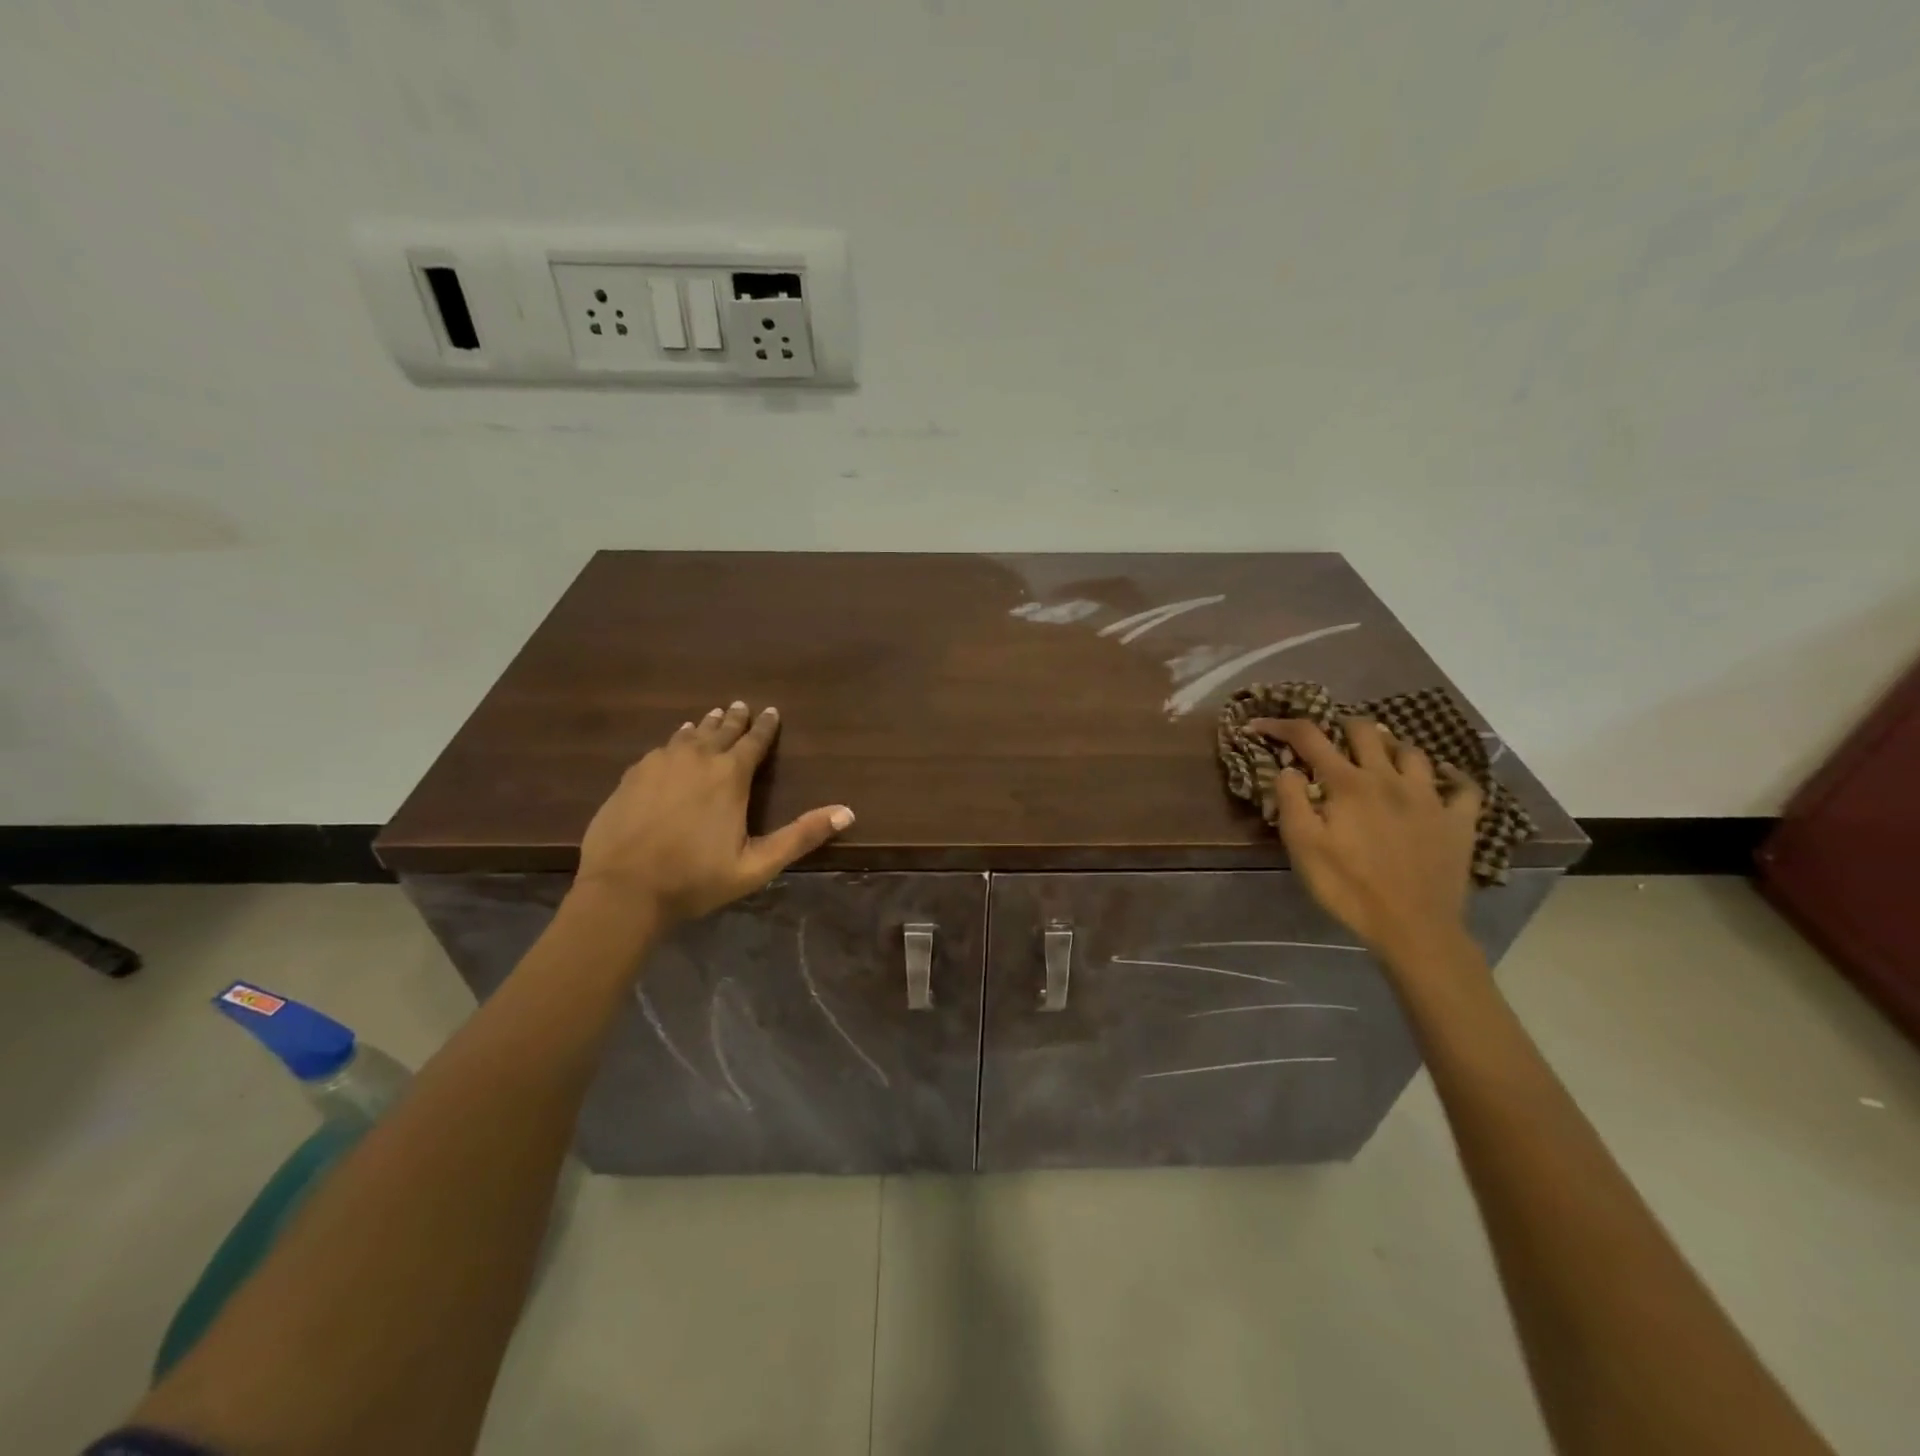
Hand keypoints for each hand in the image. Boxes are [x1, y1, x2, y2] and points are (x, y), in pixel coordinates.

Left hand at [574, 702, 852, 927]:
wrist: (623, 889)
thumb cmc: (696, 878)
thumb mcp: (757, 865)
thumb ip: (801, 836)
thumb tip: (848, 812)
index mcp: (730, 776)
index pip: (754, 742)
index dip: (766, 727)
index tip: (772, 712)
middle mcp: (697, 759)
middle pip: (720, 731)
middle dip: (734, 719)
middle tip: (741, 706)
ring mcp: (660, 764)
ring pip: (688, 736)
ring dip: (703, 726)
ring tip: (709, 717)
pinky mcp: (632, 776)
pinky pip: (661, 749)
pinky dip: (674, 742)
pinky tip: (672, 745)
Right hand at [1249, 717, 1482, 966]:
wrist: (1413, 928)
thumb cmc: (1348, 887)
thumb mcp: (1302, 846)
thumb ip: (1290, 800)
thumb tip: (1288, 767)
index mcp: (1348, 784)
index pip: (1310, 737)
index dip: (1282, 725)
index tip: (1260, 725)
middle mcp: (1389, 778)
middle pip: (1365, 730)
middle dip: (1340, 726)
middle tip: (1328, 741)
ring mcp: (1429, 797)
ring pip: (1412, 751)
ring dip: (1389, 746)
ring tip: (1378, 756)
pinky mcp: (1459, 821)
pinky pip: (1463, 786)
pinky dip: (1451, 776)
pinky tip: (1441, 778)